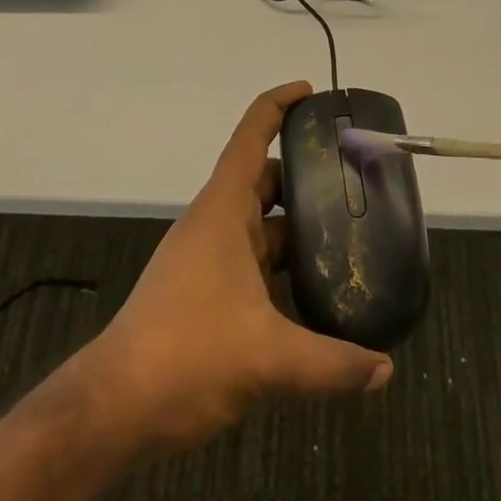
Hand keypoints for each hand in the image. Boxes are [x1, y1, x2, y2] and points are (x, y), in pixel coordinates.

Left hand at [78, 82, 393, 450]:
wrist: (115, 408)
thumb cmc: (186, 355)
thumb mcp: (267, 357)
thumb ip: (332, 363)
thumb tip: (385, 369)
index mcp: (223, 210)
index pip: (251, 136)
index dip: (279, 105)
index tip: (312, 92)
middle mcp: (215, 224)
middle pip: (264, 178)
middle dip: (305, 172)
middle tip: (354, 176)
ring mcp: (208, 258)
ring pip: (261, 224)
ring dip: (298, 225)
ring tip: (349, 233)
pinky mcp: (205, 291)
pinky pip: (254, 261)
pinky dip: (284, 265)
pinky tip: (316, 290)